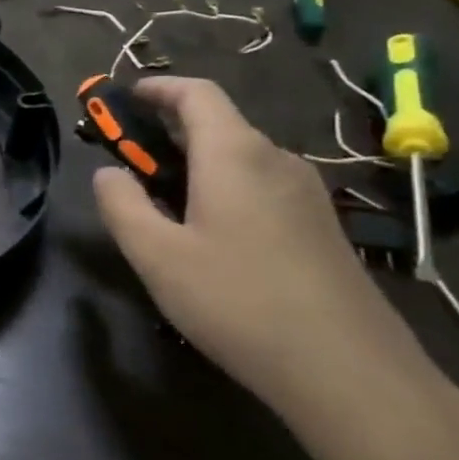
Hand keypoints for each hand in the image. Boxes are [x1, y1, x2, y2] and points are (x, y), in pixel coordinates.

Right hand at [91, 77, 440, 431]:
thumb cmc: (238, 301)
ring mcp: (306, 194)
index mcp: (235, 154)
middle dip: (168, 130)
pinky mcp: (320, 227)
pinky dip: (224, 187)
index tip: (124, 98)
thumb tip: (108, 173)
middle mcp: (276, 161)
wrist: (349, 372)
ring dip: (196, 162)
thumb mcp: (156, 255)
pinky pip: (261, 186)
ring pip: (240, 157)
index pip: (197, 93)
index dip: (157, 87)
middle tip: (129, 161)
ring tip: (162, 202)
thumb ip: (121, 204)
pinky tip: (210, 236)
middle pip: (218, 123)